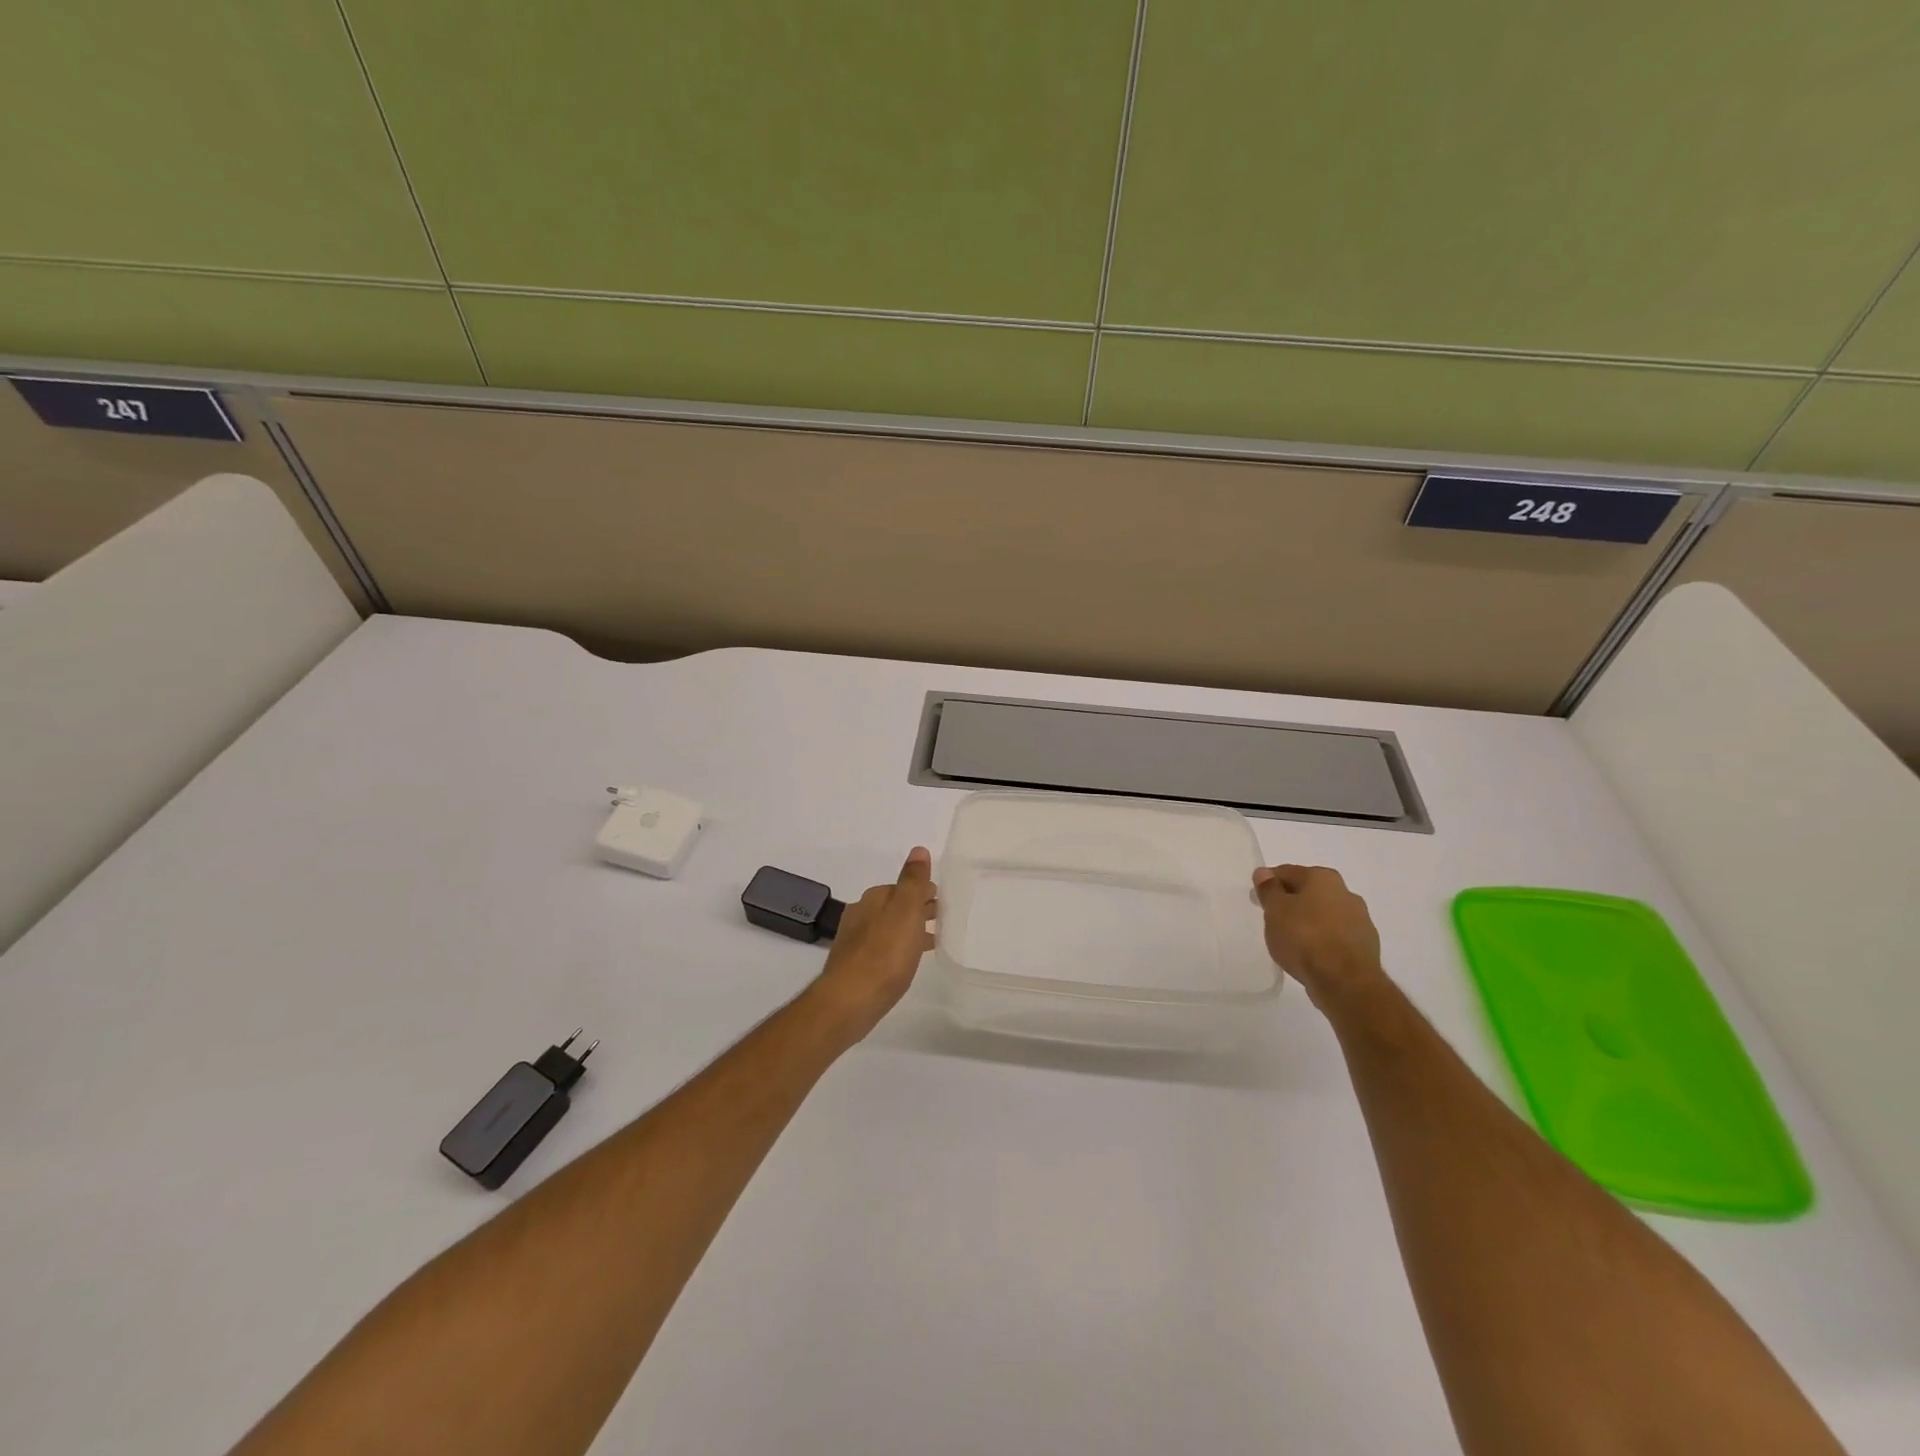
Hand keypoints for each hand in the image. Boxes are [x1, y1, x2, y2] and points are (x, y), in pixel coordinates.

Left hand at [809, 848, 937, 1041]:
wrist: (849, 1002)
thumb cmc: (884, 954)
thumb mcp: (905, 911)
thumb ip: (913, 881)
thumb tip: (919, 849)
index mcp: (873, 898)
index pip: (903, 886)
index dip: (924, 891)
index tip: (944, 900)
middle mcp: (860, 914)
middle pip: (895, 906)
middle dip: (917, 909)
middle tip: (942, 919)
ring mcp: (855, 941)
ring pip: (889, 928)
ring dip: (908, 930)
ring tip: (932, 942)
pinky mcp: (855, 966)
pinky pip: (883, 949)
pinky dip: (898, 949)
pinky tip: (907, 963)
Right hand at [1252, 864, 1386, 1009]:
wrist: (1345, 981)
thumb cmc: (1304, 937)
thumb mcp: (1275, 910)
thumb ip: (1269, 889)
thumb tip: (1264, 873)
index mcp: (1323, 878)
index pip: (1288, 872)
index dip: (1269, 883)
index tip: (1257, 898)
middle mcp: (1346, 893)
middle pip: (1310, 892)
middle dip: (1292, 902)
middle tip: (1272, 918)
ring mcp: (1361, 921)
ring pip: (1325, 915)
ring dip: (1309, 922)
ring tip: (1290, 940)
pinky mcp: (1366, 948)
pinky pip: (1336, 937)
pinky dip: (1322, 941)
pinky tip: (1310, 955)